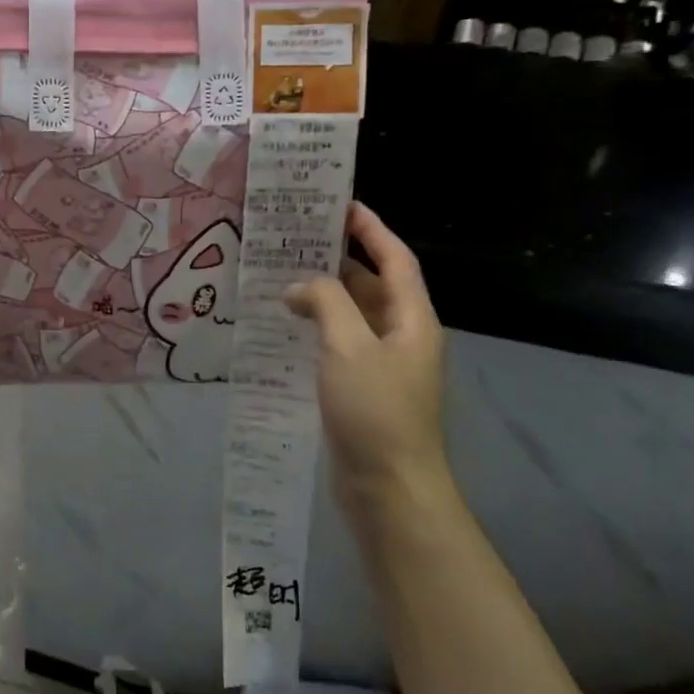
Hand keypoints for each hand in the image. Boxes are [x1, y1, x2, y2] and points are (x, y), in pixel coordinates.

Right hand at [285, 203, 449, 509]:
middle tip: (295, 241)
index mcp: (412, 320)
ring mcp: (384, 366)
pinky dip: (317, 330)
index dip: (372, 230)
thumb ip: (326, 304)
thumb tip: (300, 285)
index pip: (396, 260)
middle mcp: (403, 337)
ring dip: (324, 297)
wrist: (390, 489)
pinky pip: (340, 346)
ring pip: (353, 317)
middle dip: (339, 261)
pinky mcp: (364, 391)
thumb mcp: (348, 347)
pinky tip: (285, 329)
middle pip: (373, 286)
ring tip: (281, 278)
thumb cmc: (376, 411)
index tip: (340, 205)